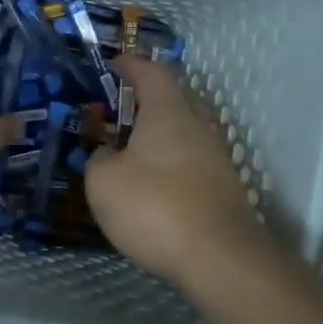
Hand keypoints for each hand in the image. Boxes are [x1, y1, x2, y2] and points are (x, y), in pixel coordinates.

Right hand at [85, 55, 267, 287]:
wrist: (219, 259)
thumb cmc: (154, 207)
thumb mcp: (103, 182)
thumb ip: (99, 159)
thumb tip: (108, 153)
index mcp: (168, 113)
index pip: (151, 73)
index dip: (130, 65)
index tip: (113, 64)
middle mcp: (197, 127)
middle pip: (171, 102)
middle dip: (143, 103)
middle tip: (114, 114)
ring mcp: (215, 159)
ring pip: (181, 136)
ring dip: (155, 139)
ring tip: (126, 155)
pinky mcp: (223, 190)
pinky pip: (189, 164)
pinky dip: (167, 167)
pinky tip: (149, 189)